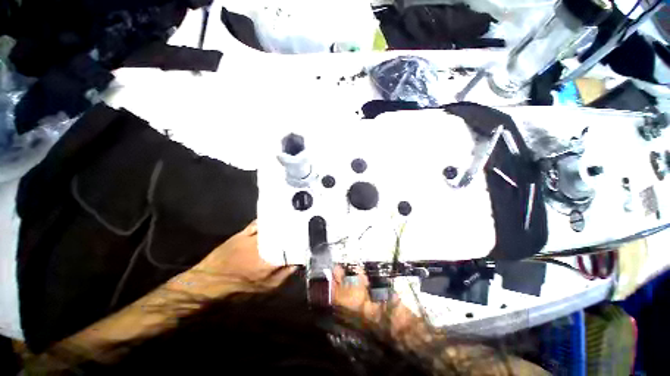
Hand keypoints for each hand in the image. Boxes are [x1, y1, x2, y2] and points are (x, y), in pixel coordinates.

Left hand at [170, 220, 294, 298]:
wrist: (208, 285)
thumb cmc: (239, 290)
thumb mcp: (266, 289)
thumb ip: (285, 274)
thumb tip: (298, 261)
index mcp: (270, 261)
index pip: (293, 248)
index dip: (303, 243)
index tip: (310, 239)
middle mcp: (263, 246)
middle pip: (284, 234)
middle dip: (295, 230)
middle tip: (304, 227)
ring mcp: (252, 238)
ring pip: (272, 227)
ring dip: (283, 223)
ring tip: (294, 219)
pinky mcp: (242, 233)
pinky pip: (258, 223)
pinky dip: (267, 220)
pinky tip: (274, 217)